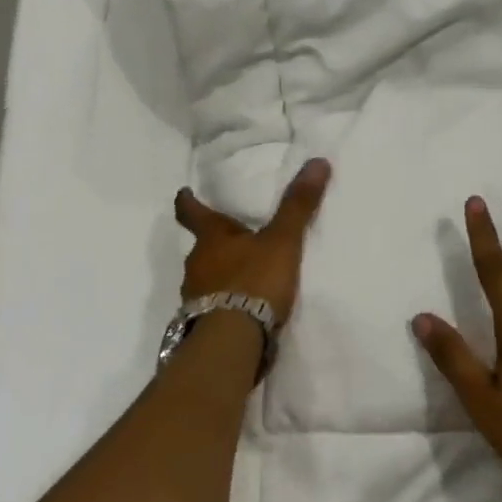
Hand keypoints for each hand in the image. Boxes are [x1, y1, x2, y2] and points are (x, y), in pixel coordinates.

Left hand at [174, 158, 331, 326]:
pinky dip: (223, 302)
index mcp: (211, 238)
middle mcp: (196, 264)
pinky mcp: (201, 324)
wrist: (232, 339)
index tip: (184, 193)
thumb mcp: (282, 241)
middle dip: (214, 243)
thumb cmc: (254, 281)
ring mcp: (195, 296)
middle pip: (201, 247)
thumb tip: (317, 162)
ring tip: (240, 276)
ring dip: (219, 275)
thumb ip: (297, 206)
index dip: (188, 202)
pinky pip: (211, 306)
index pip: (192, 213)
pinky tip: (240, 309)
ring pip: (205, 277)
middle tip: (230, 238)